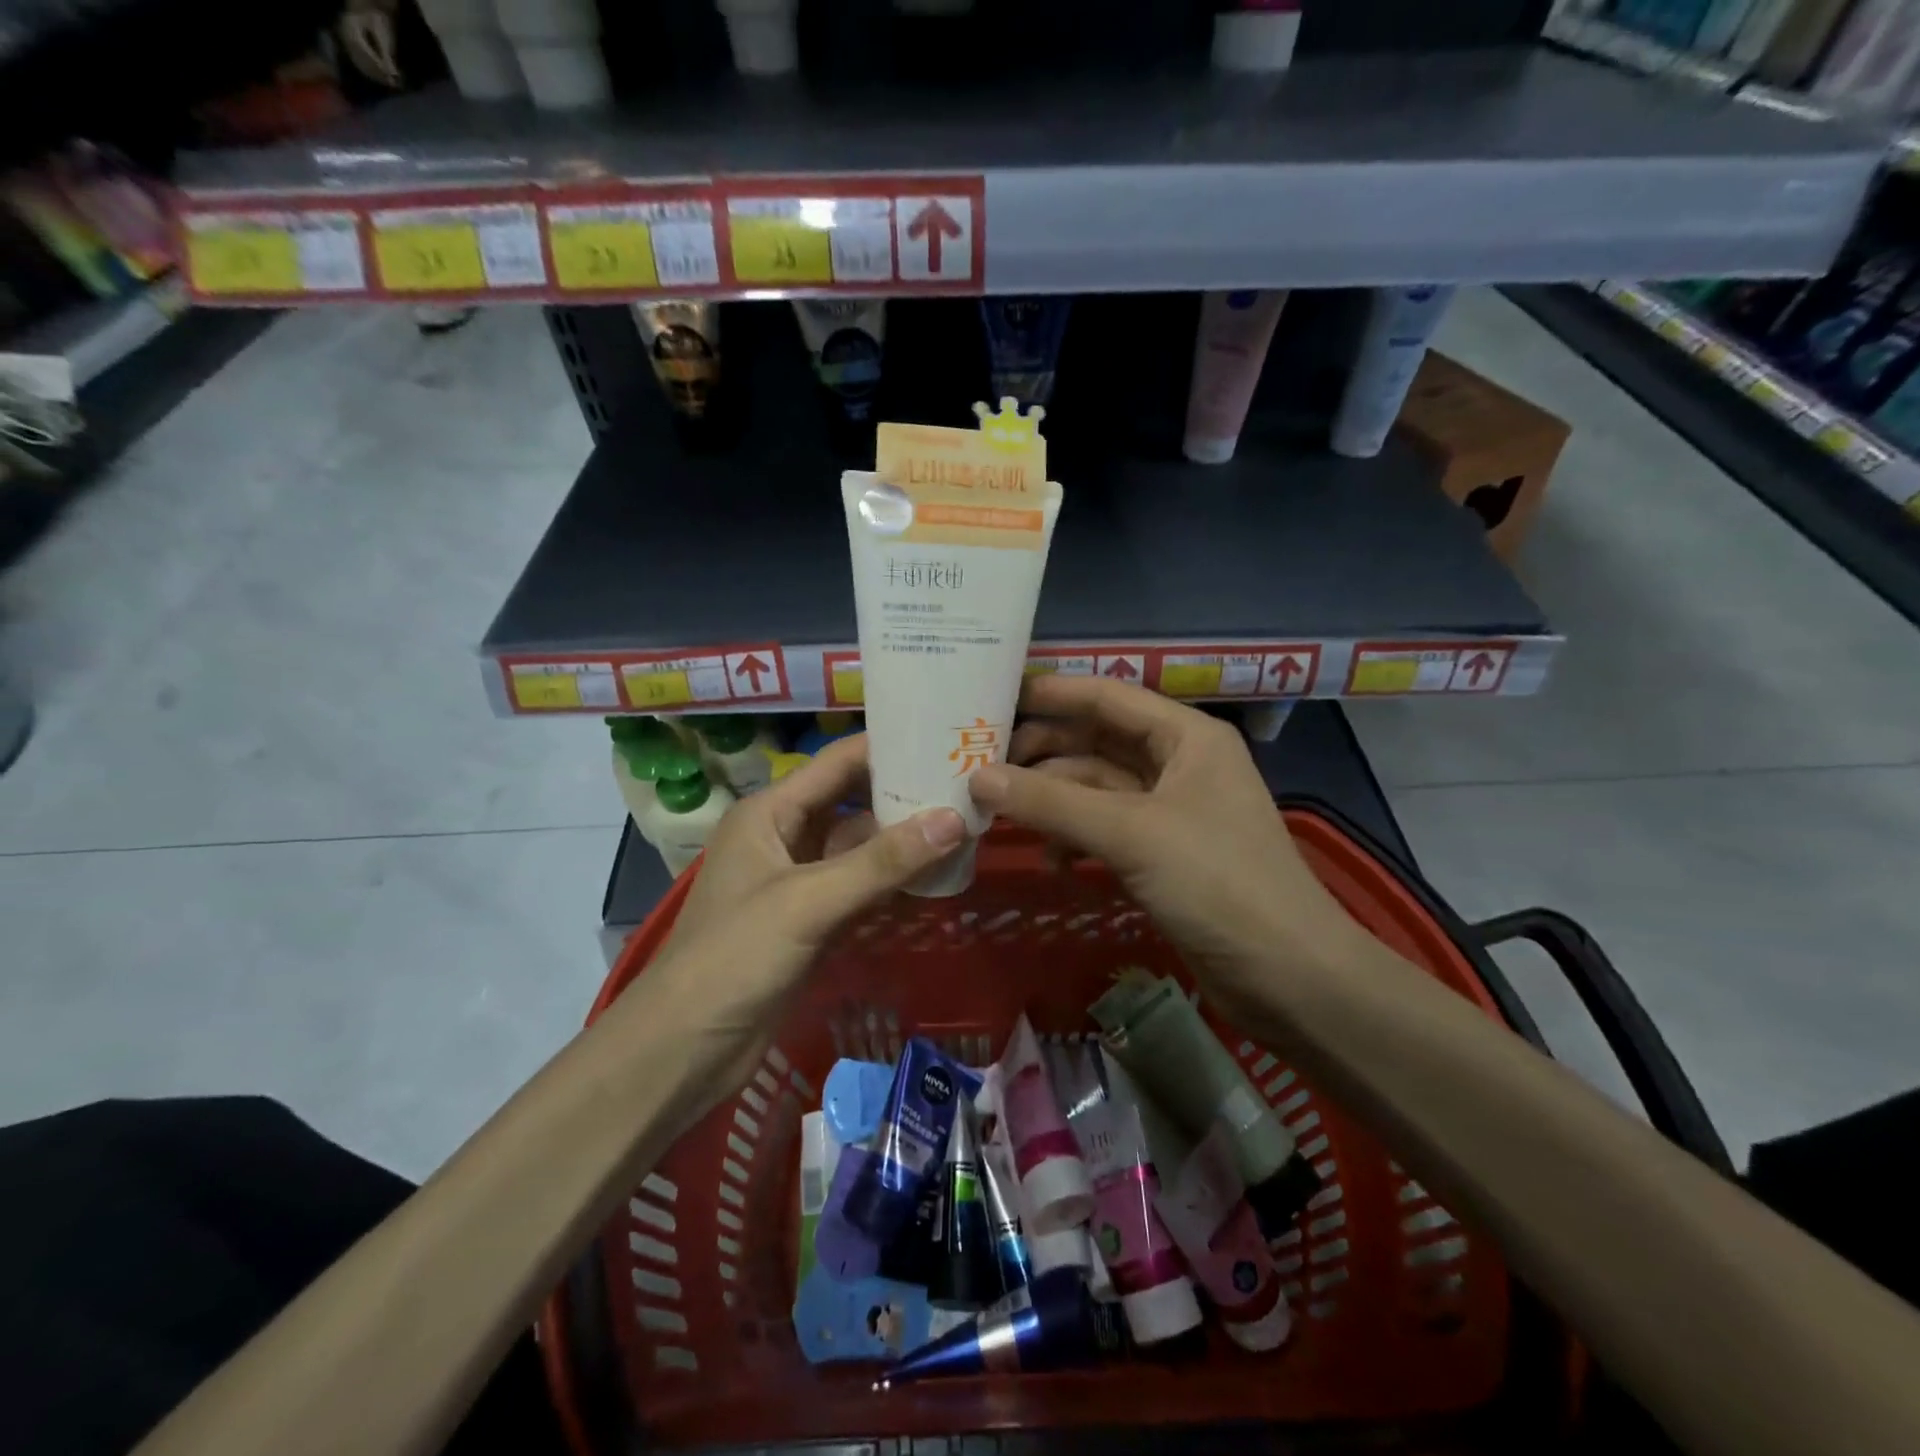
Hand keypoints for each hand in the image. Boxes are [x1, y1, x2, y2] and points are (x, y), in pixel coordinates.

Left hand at [643, 734, 966, 1112]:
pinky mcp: (808, 921)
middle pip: (851, 802)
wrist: (683, 1049)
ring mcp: (795, 881)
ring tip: (962, 826)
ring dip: (901, 841)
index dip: (887, 747)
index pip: (837, 763)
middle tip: (966, 786)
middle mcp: (783, 837)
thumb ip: (882, 862)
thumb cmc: (735, 957)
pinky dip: (890, 881)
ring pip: (857, 848)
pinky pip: (857, 887)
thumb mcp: (810, 902)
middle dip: (902, 795)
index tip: (944, 739)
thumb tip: (955, 819)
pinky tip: (933, 876)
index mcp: (770, 813)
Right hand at [968, 676, 1367, 1018]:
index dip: (1052, 693)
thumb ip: (1051, 802)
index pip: (1108, 696)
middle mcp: (1179, 765)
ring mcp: (1170, 813)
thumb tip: (977, 777)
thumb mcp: (1130, 833)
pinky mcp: (1162, 857)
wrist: (1289, 977)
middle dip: (1043, 755)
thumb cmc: (1218, 883)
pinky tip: (1053, 862)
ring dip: (1053, 802)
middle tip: (983, 767)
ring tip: (1003, 817)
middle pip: (1096, 744)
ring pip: (1096, 791)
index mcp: (1186, 737)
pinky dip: (1075, 841)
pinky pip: (1104, 832)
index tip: (995, 696)